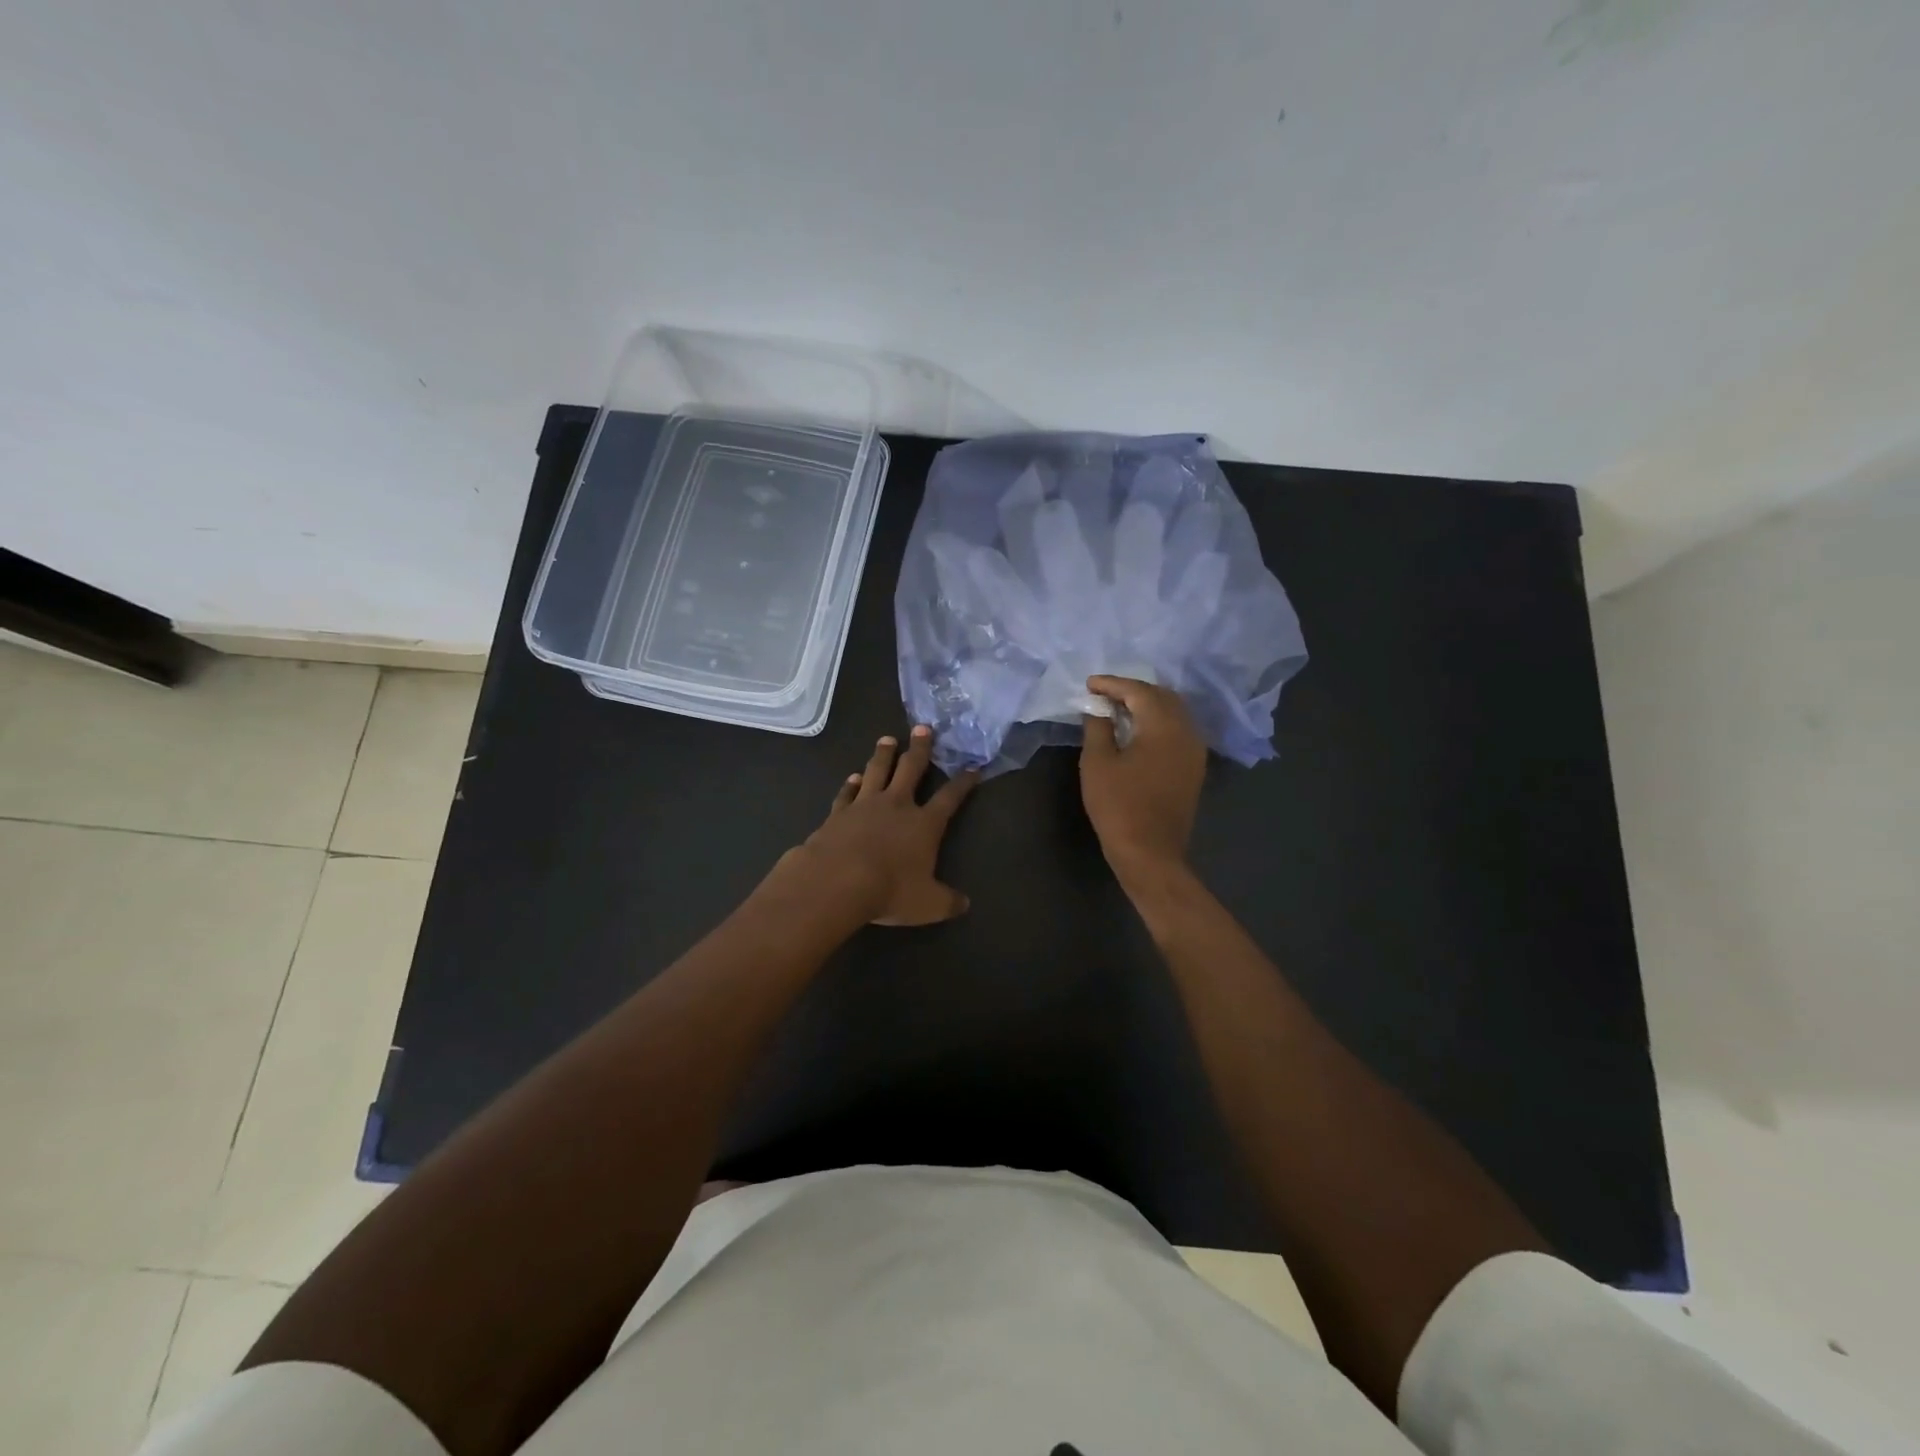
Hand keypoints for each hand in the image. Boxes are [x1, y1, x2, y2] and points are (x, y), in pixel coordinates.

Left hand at [782, 726, 977, 925]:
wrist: (837, 881)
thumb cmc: (890, 890)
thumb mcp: (928, 905)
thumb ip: (948, 902)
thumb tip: (965, 904)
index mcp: (924, 824)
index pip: (950, 798)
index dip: (963, 783)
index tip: (973, 768)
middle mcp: (897, 806)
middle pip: (911, 769)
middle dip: (920, 748)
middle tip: (923, 728)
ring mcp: (865, 805)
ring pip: (877, 771)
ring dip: (883, 754)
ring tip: (887, 739)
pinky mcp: (838, 813)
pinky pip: (847, 793)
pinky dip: (850, 784)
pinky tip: (852, 777)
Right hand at [1079, 676, 1206, 882]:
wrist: (1150, 852)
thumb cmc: (1118, 805)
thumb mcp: (1097, 762)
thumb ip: (1097, 726)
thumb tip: (1097, 707)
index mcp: (1164, 726)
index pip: (1139, 691)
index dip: (1112, 684)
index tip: (1089, 685)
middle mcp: (1187, 731)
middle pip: (1162, 697)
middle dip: (1133, 690)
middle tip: (1104, 694)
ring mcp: (1195, 751)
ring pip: (1174, 713)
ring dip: (1148, 705)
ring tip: (1118, 709)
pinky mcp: (1194, 767)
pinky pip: (1178, 731)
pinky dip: (1158, 722)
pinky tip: (1138, 731)